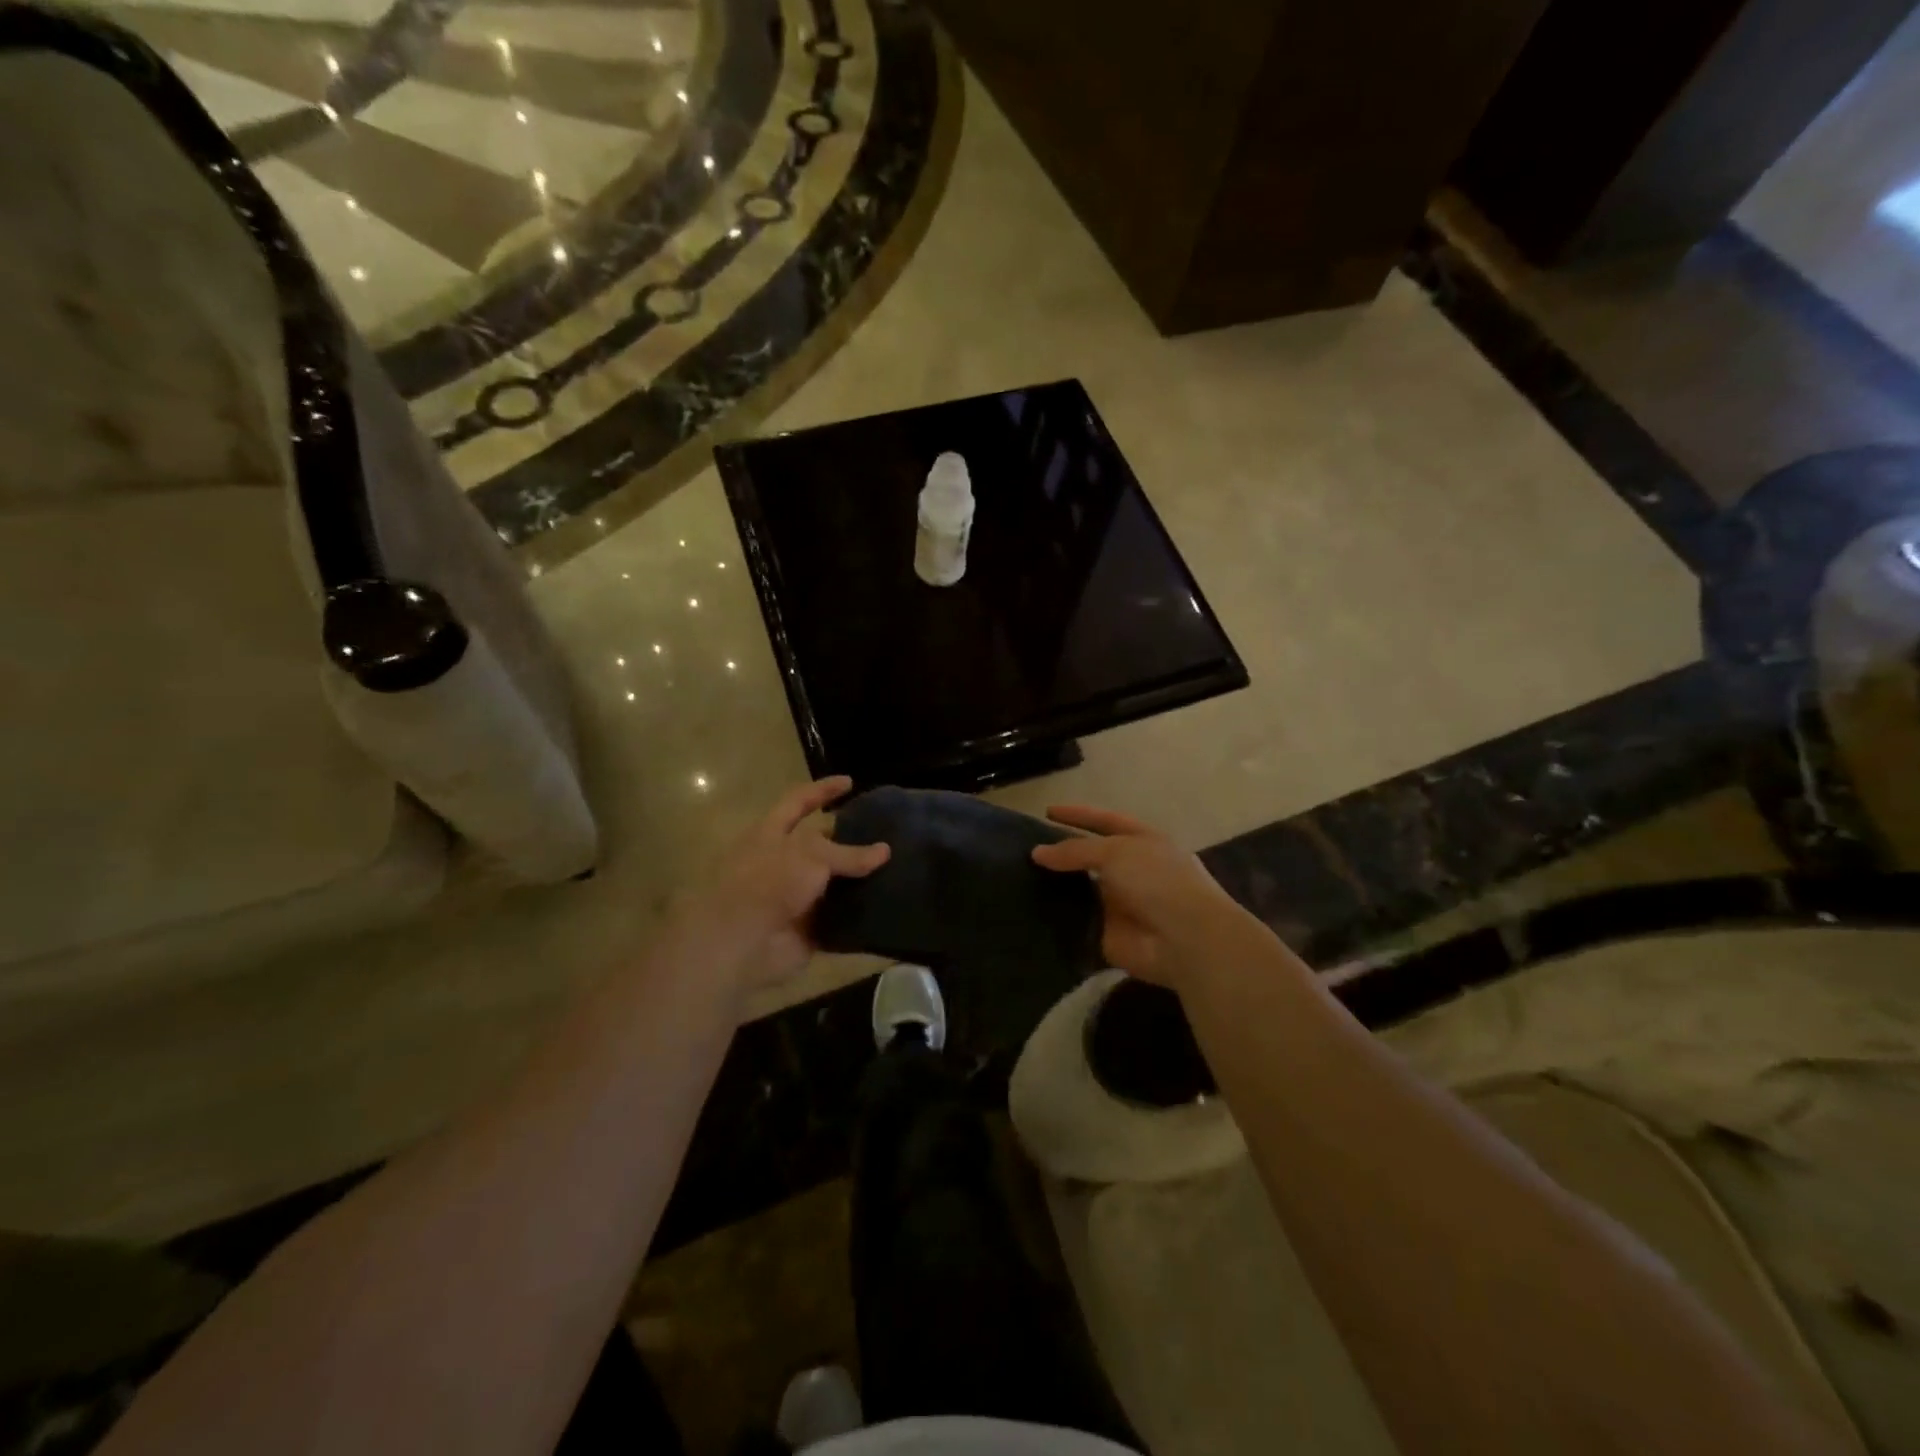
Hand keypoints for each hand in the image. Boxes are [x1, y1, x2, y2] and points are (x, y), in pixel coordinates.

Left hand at [671, 777, 888, 996]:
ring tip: (899, 871)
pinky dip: (860, 917)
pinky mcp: (807, 929)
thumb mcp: (810, 855)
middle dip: (852, 841)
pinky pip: (840, 920)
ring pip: (834, 884)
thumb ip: (848, 853)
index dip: (823, 790)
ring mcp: (794, 898)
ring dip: (861, 881)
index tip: (850, 782)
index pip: (799, 801)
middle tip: (889, 836)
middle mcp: (782, 863)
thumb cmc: (769, 883)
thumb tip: (884, 851)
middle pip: (822, 846)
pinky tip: (890, 907)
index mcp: (772, 834)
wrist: (741, 944)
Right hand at [1031, 805, 1258, 990]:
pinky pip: (1077, 924)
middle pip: (1090, 857)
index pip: (1104, 821)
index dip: (1078, 815)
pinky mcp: (1108, 935)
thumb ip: (1075, 850)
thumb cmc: (1157, 881)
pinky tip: (1027, 912)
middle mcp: (1132, 870)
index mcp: (1143, 842)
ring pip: (1081, 891)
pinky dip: (1057, 920)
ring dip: (1056, 887)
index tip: (1047, 812)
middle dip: (1062, 854)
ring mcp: (1120, 904)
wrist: (1185, 940)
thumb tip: (1038, 853)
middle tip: (1023, 851)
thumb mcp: (1115, 852)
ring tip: (1018, 879)